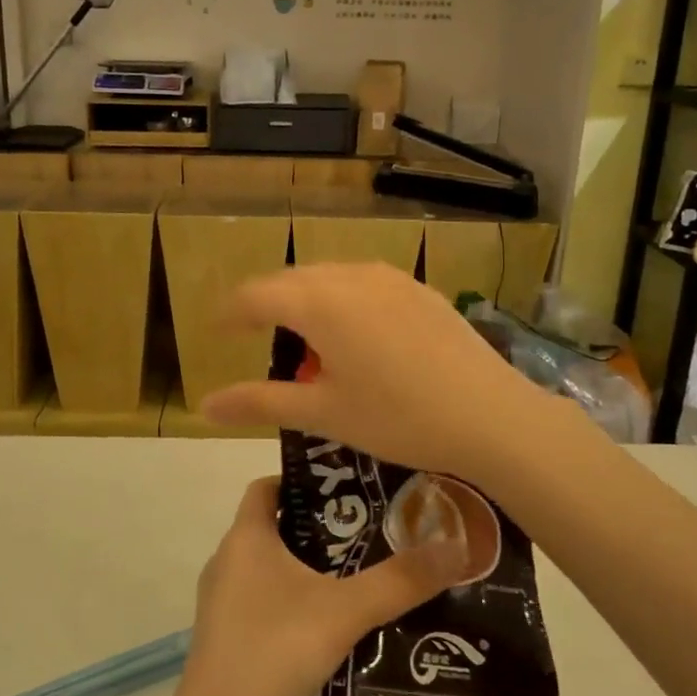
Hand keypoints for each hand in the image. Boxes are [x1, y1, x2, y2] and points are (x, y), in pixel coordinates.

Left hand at [174, 477, 465, 695]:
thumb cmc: (274, 652)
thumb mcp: (344, 612)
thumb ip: (399, 581)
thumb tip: (457, 547)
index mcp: (245, 538)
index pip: (267, 486)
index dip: (303, 481)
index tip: (348, 490)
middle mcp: (228, 562)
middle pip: (276, 528)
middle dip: (322, 531)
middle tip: (373, 535)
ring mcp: (224, 605)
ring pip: (273, 572)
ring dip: (312, 573)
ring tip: (364, 581)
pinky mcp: (228, 642)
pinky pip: (267, 607)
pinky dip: (298, 608)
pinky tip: (336, 632)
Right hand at [201, 263, 550, 490]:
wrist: (491, 416)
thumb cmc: (398, 418)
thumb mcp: (323, 414)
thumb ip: (259, 403)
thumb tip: (205, 406)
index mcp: (319, 303)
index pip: (255, 295)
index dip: (231, 313)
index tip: (219, 331)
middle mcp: (349, 277)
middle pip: (291, 281)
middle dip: (269, 306)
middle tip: (262, 342)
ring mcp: (389, 278)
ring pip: (329, 277)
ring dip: (308, 301)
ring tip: (311, 342)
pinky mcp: (418, 288)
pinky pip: (364, 282)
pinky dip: (344, 301)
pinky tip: (359, 336)